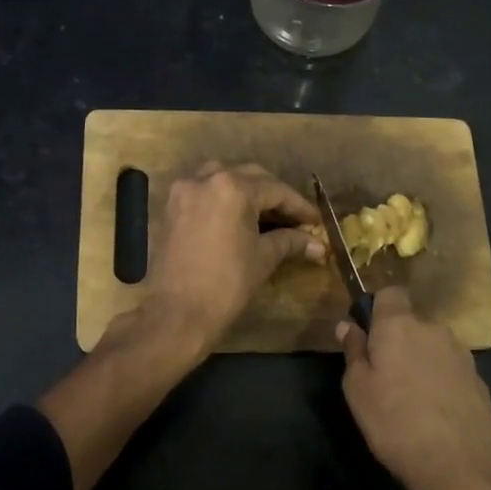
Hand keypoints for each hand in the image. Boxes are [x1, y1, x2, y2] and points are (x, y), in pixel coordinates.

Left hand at [149, 162, 322, 353]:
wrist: (178, 313)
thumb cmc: (227, 284)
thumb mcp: (263, 258)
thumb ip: (291, 242)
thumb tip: (319, 245)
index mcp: (232, 188)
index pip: (276, 190)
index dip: (299, 206)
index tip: (315, 221)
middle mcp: (205, 179)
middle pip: (250, 177)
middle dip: (274, 195)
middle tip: (294, 217)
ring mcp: (184, 191)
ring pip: (223, 178)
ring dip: (247, 191)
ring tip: (266, 214)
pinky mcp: (172, 207)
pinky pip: (204, 192)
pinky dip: (222, 199)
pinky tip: (237, 217)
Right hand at [338, 287, 490, 489]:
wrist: (462, 467)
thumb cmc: (396, 424)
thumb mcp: (358, 390)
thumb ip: (353, 352)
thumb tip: (348, 326)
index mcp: (400, 326)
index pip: (389, 293)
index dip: (376, 309)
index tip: (366, 337)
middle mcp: (434, 330)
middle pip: (410, 324)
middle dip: (396, 342)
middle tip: (382, 379)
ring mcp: (462, 354)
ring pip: (431, 347)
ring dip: (418, 362)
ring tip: (409, 400)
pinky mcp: (479, 380)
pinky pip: (449, 370)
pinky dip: (439, 382)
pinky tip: (433, 414)